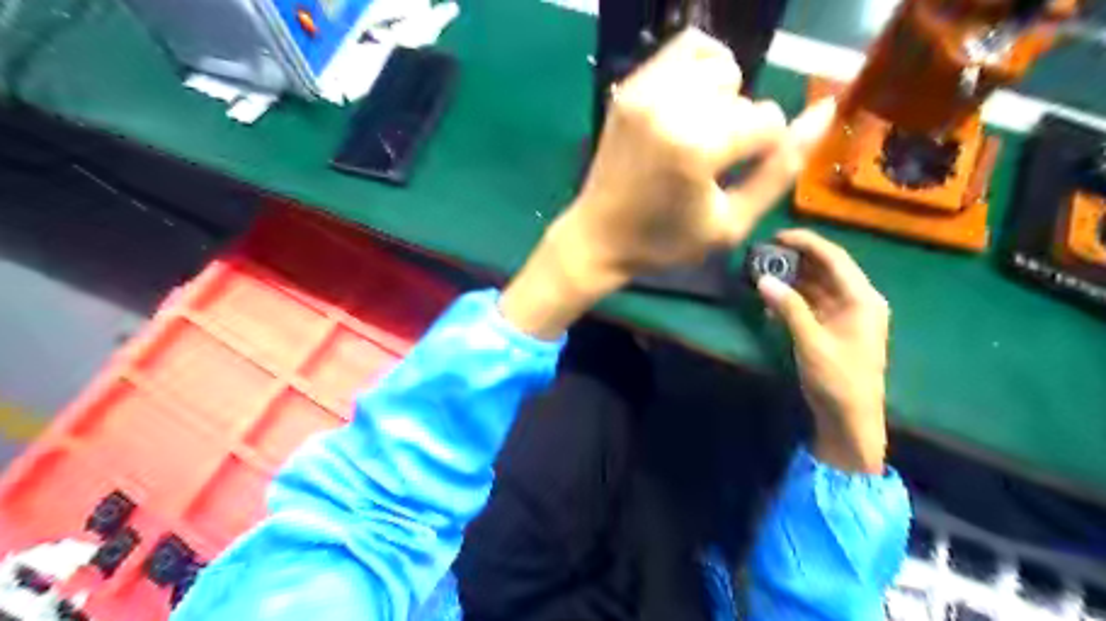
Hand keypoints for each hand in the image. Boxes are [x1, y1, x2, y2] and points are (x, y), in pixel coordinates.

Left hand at [496, 30, 834, 338]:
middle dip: (740, 127)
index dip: (766, 150)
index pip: (767, 122)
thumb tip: (824, 112)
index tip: (740, 174)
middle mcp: (670, 109)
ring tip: (703, 131)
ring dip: (722, 97)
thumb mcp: (731, 223)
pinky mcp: (630, 86)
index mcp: (696, 149)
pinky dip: (702, 65)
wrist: (599, 237)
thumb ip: (781, 170)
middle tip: (714, 161)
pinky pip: (686, 46)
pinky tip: (696, 99)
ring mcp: (645, 92)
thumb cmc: (665, 241)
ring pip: (720, 66)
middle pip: (743, 94)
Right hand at [758, 231, 892, 473]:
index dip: (806, 242)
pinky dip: (792, 299)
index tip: (776, 236)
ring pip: (816, 285)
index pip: (834, 258)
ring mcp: (846, 314)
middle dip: (795, 259)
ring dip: (791, 279)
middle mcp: (857, 300)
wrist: (850, 418)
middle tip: (763, 254)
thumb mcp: (811, 342)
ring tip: (762, 271)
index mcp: (863, 299)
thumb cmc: (838, 379)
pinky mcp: (833, 327)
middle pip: (825, 269)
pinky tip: (771, 300)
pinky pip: (811, 303)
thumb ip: (789, 308)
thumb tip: (763, 280)